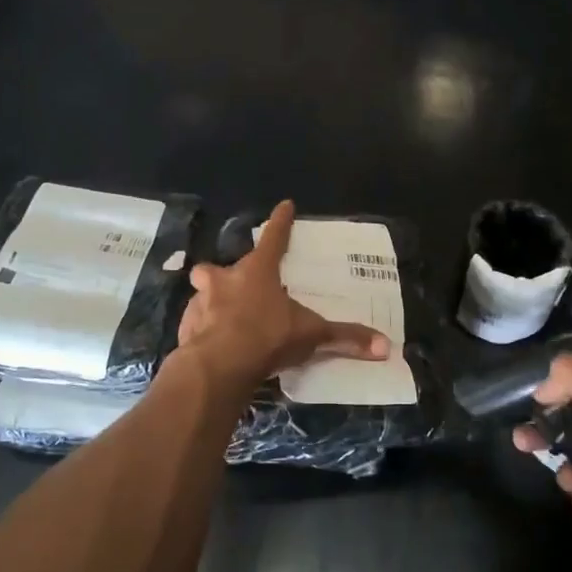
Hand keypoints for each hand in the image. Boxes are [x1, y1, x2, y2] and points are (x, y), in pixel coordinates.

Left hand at [176, 200, 389, 385]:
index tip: (285, 205)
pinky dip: (202, 332)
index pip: (274, 238)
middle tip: (235, 287)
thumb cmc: (267, 337)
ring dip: (211, 304)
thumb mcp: (310, 335)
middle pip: (218, 268)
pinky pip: (195, 325)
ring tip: (224, 321)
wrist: (218, 366)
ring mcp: (200, 304)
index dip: (281, 222)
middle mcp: (225, 281)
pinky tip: (213, 347)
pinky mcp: (185, 329)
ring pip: (202, 295)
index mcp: (258, 272)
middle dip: (223, 275)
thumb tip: (385, 347)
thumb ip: (345, 339)